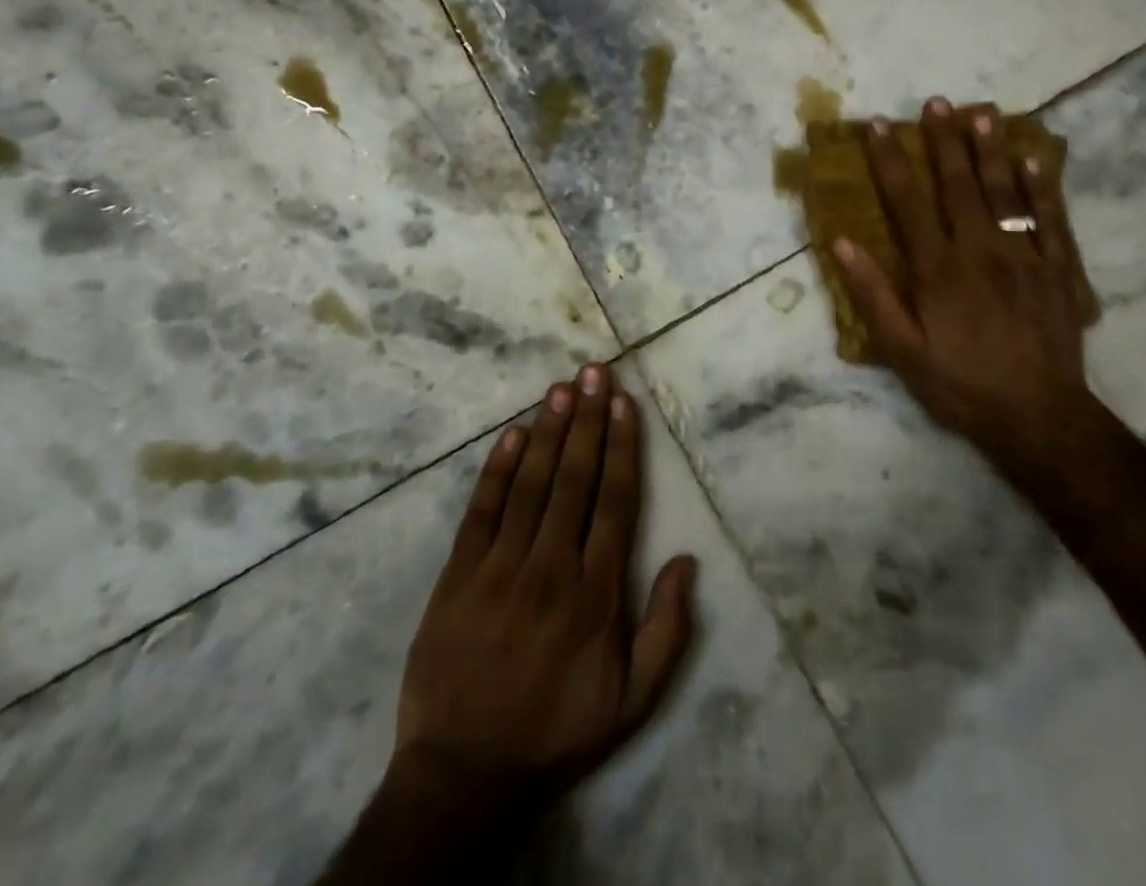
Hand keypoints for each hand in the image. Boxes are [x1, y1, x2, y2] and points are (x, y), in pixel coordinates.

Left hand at [393, 363, 698, 808]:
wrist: (462, 774)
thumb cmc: (556, 730)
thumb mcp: (631, 702)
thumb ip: (667, 632)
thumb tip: (688, 561)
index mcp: (595, 593)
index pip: (615, 502)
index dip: (621, 447)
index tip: (623, 403)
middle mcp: (551, 567)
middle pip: (574, 479)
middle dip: (587, 420)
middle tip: (594, 371)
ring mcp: (500, 568)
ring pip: (531, 484)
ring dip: (549, 431)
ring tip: (562, 387)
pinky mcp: (458, 576)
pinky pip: (481, 512)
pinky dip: (497, 470)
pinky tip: (512, 434)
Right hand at [832, 98, 1095, 485]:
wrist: (1037, 417)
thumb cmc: (959, 384)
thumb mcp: (902, 350)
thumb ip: (873, 294)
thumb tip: (841, 243)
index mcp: (937, 269)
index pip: (907, 202)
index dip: (890, 161)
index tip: (879, 125)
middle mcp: (980, 250)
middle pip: (958, 185)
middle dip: (943, 141)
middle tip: (936, 101)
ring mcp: (1024, 257)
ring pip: (1005, 192)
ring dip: (990, 150)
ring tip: (980, 113)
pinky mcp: (1057, 270)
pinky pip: (1050, 220)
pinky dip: (1042, 187)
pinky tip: (1034, 160)